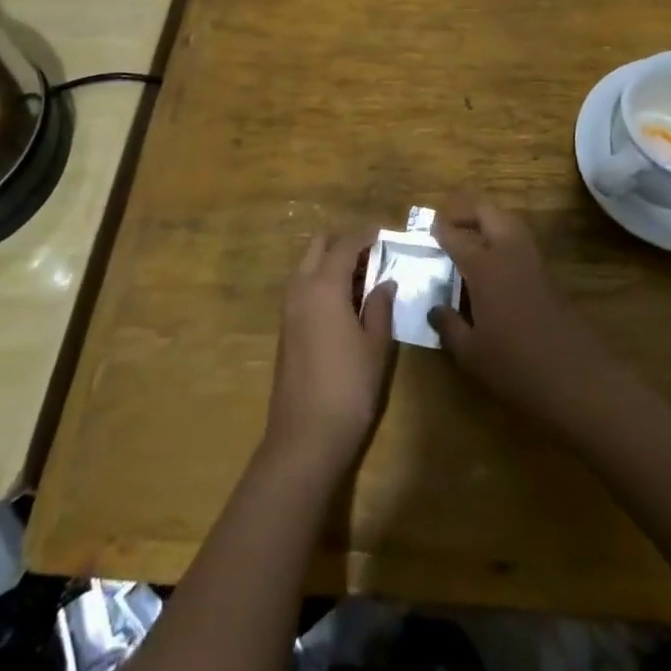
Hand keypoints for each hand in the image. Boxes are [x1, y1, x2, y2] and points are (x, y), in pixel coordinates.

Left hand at [263, 234, 396, 476]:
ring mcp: (288, 309)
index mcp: (324, 286)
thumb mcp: (376, 345)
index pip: (345, 244)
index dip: (366, 235)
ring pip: (307, 267)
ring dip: (331, 263)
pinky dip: (322, 283)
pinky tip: (345, 303)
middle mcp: (301, 289)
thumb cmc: (349, 387)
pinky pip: (303, 288)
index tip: (385, 233)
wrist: (305, 437)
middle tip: (373, 255)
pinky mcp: (285, 329)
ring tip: (363, 279)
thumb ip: (380, 307)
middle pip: (319, 247)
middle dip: (344, 243)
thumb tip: (385, 282)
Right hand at [427, 191, 624, 433]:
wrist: (577, 377)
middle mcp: (509, 253)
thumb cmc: (516, 365)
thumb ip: (449, 327)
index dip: (441, 230)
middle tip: (450, 224)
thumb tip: (434, 309)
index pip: (457, 237)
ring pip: (510, 222)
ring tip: (471, 237)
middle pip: (489, 213)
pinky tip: (496, 262)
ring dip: (489, 221)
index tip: (429, 228)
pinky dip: (505, 239)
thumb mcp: (471, 353)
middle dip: (467, 212)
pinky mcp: (550, 275)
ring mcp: (533, 261)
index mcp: (485, 266)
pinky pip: (522, 242)